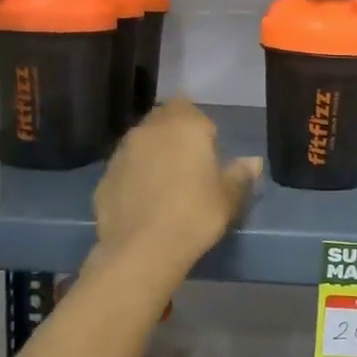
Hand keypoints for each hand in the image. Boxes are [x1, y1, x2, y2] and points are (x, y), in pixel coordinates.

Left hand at [92, 98, 261, 265]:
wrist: (143, 249)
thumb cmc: (196, 215)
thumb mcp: (228, 197)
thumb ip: (240, 174)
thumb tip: (253, 161)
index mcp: (184, 125)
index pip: (189, 108)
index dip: (199, 127)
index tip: (208, 152)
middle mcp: (149, 130)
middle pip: (162, 120)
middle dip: (173, 135)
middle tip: (188, 165)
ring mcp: (121, 152)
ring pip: (140, 143)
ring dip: (152, 155)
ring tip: (165, 185)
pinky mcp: (104, 177)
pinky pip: (125, 169)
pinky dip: (134, 178)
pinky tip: (144, 203)